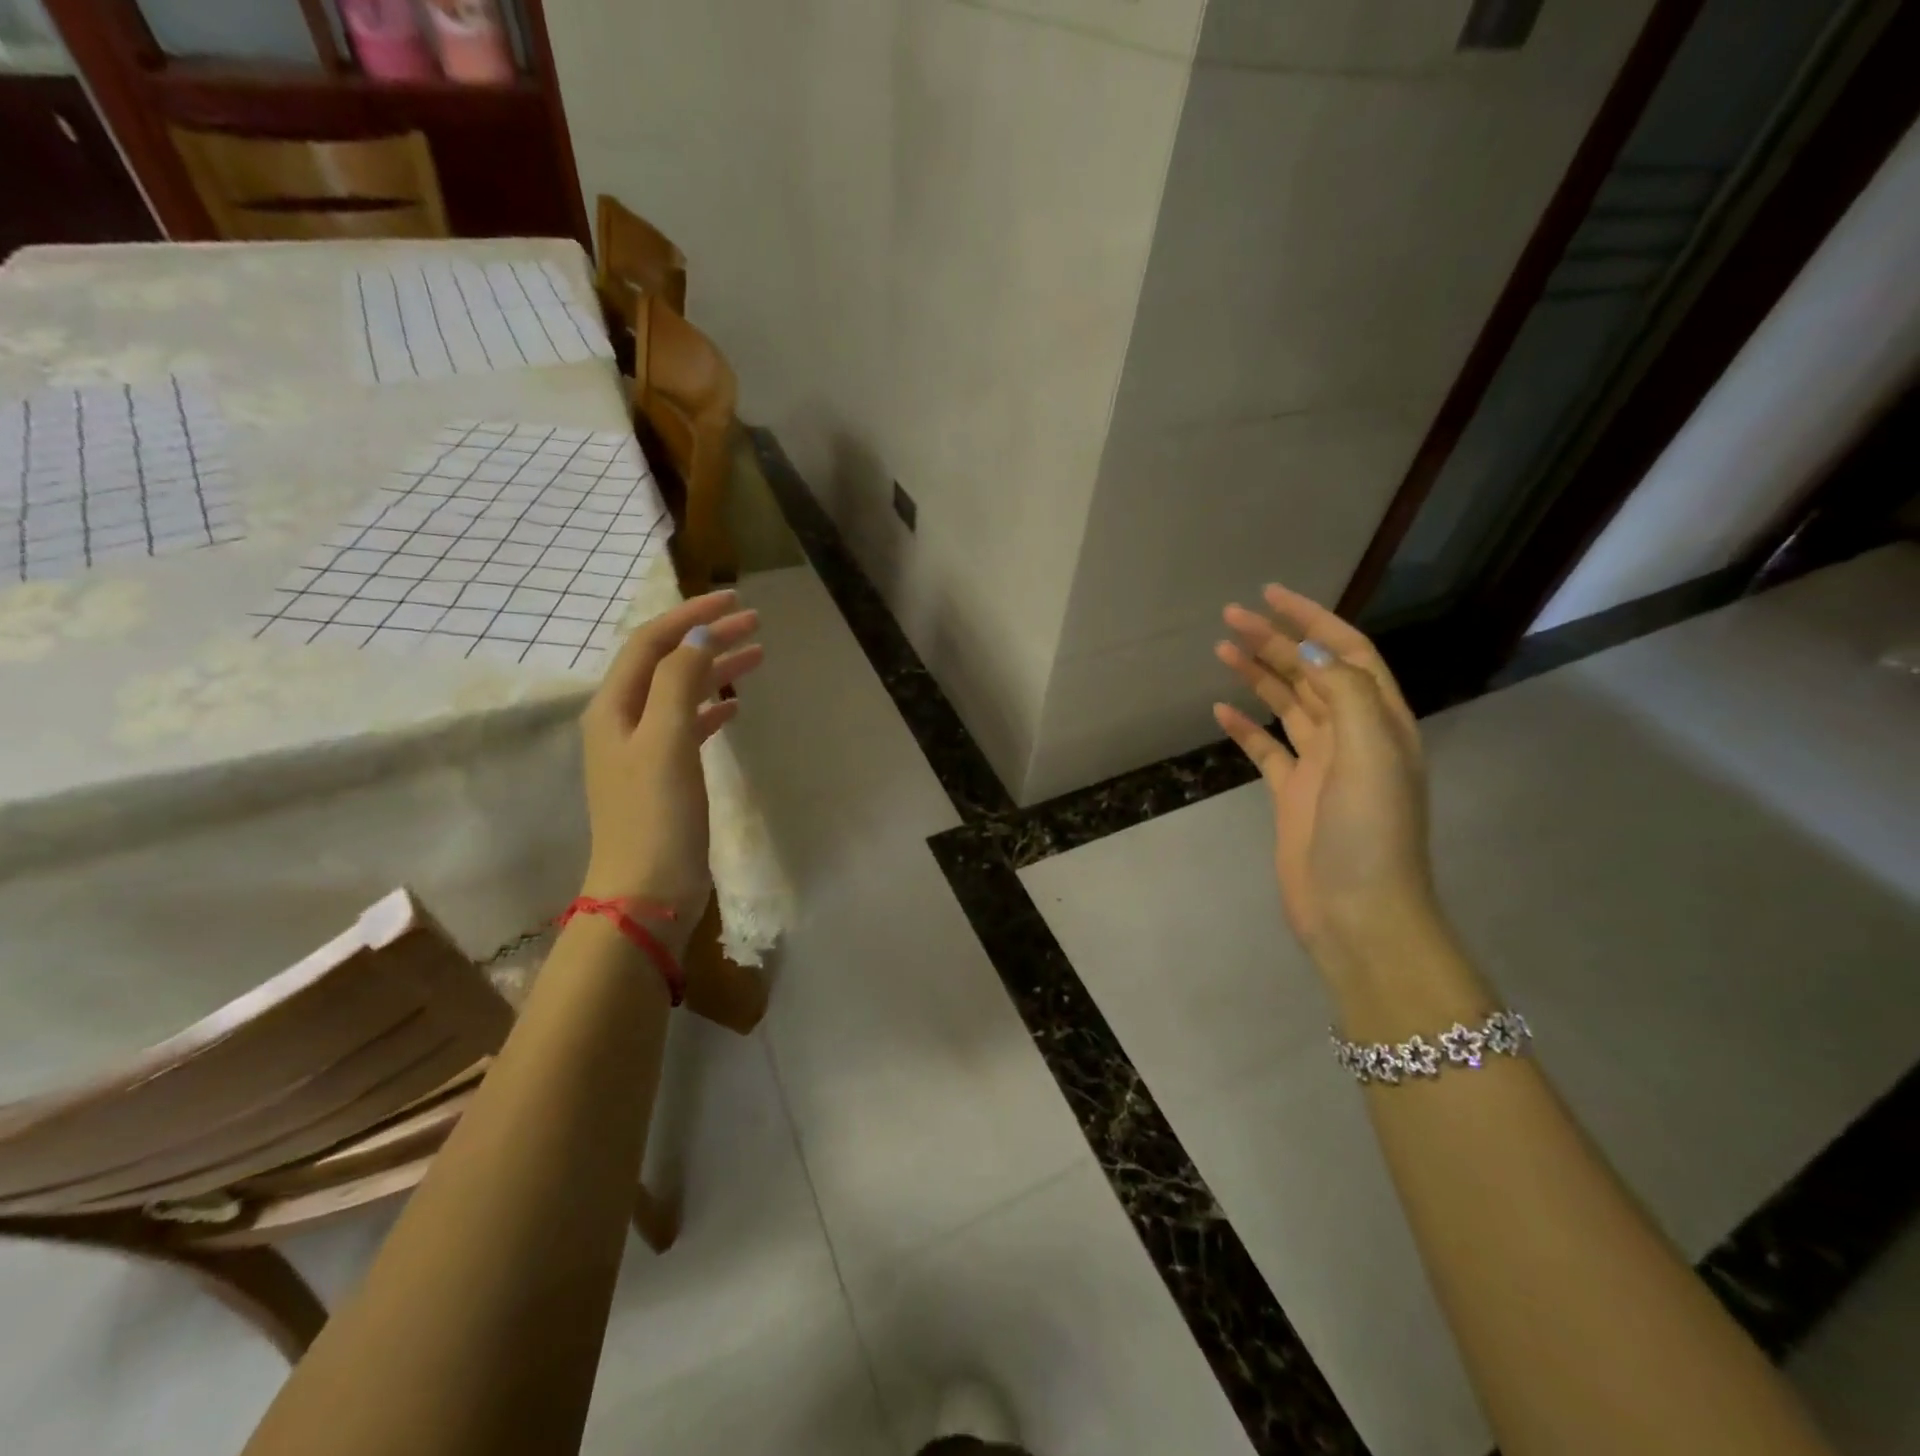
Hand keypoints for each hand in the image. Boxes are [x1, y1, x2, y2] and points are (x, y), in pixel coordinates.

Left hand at [579, 591, 763, 938]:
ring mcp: (643, 750)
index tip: (734, 600)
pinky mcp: (664, 776)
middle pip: (667, 663)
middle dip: (708, 638)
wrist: (645, 894)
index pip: (651, 644)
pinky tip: (735, 707)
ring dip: (714, 670)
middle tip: (755, 623)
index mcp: (614, 708)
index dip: (690, 617)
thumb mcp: (665, 742)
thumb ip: (680, 684)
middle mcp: (622, 721)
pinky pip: (688, 726)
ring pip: (681, 692)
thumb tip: (700, 637)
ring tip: (756, 655)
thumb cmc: (655, 817)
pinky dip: (711, 708)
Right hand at [1213, 585, 1438, 978]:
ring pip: (1287, 705)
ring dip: (1258, 675)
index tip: (1270, 596)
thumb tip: (1311, 650)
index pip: (1347, 652)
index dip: (1313, 619)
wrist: (1357, 909)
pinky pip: (1266, 748)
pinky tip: (1220, 709)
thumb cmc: (1369, 829)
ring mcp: (1320, 765)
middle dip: (1275, 641)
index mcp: (1380, 720)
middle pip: (1312, 673)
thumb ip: (1344, 694)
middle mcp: (1352, 735)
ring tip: (1221, 649)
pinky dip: (1245, 726)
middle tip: (1230, 617)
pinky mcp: (1292, 793)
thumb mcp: (1370, 752)